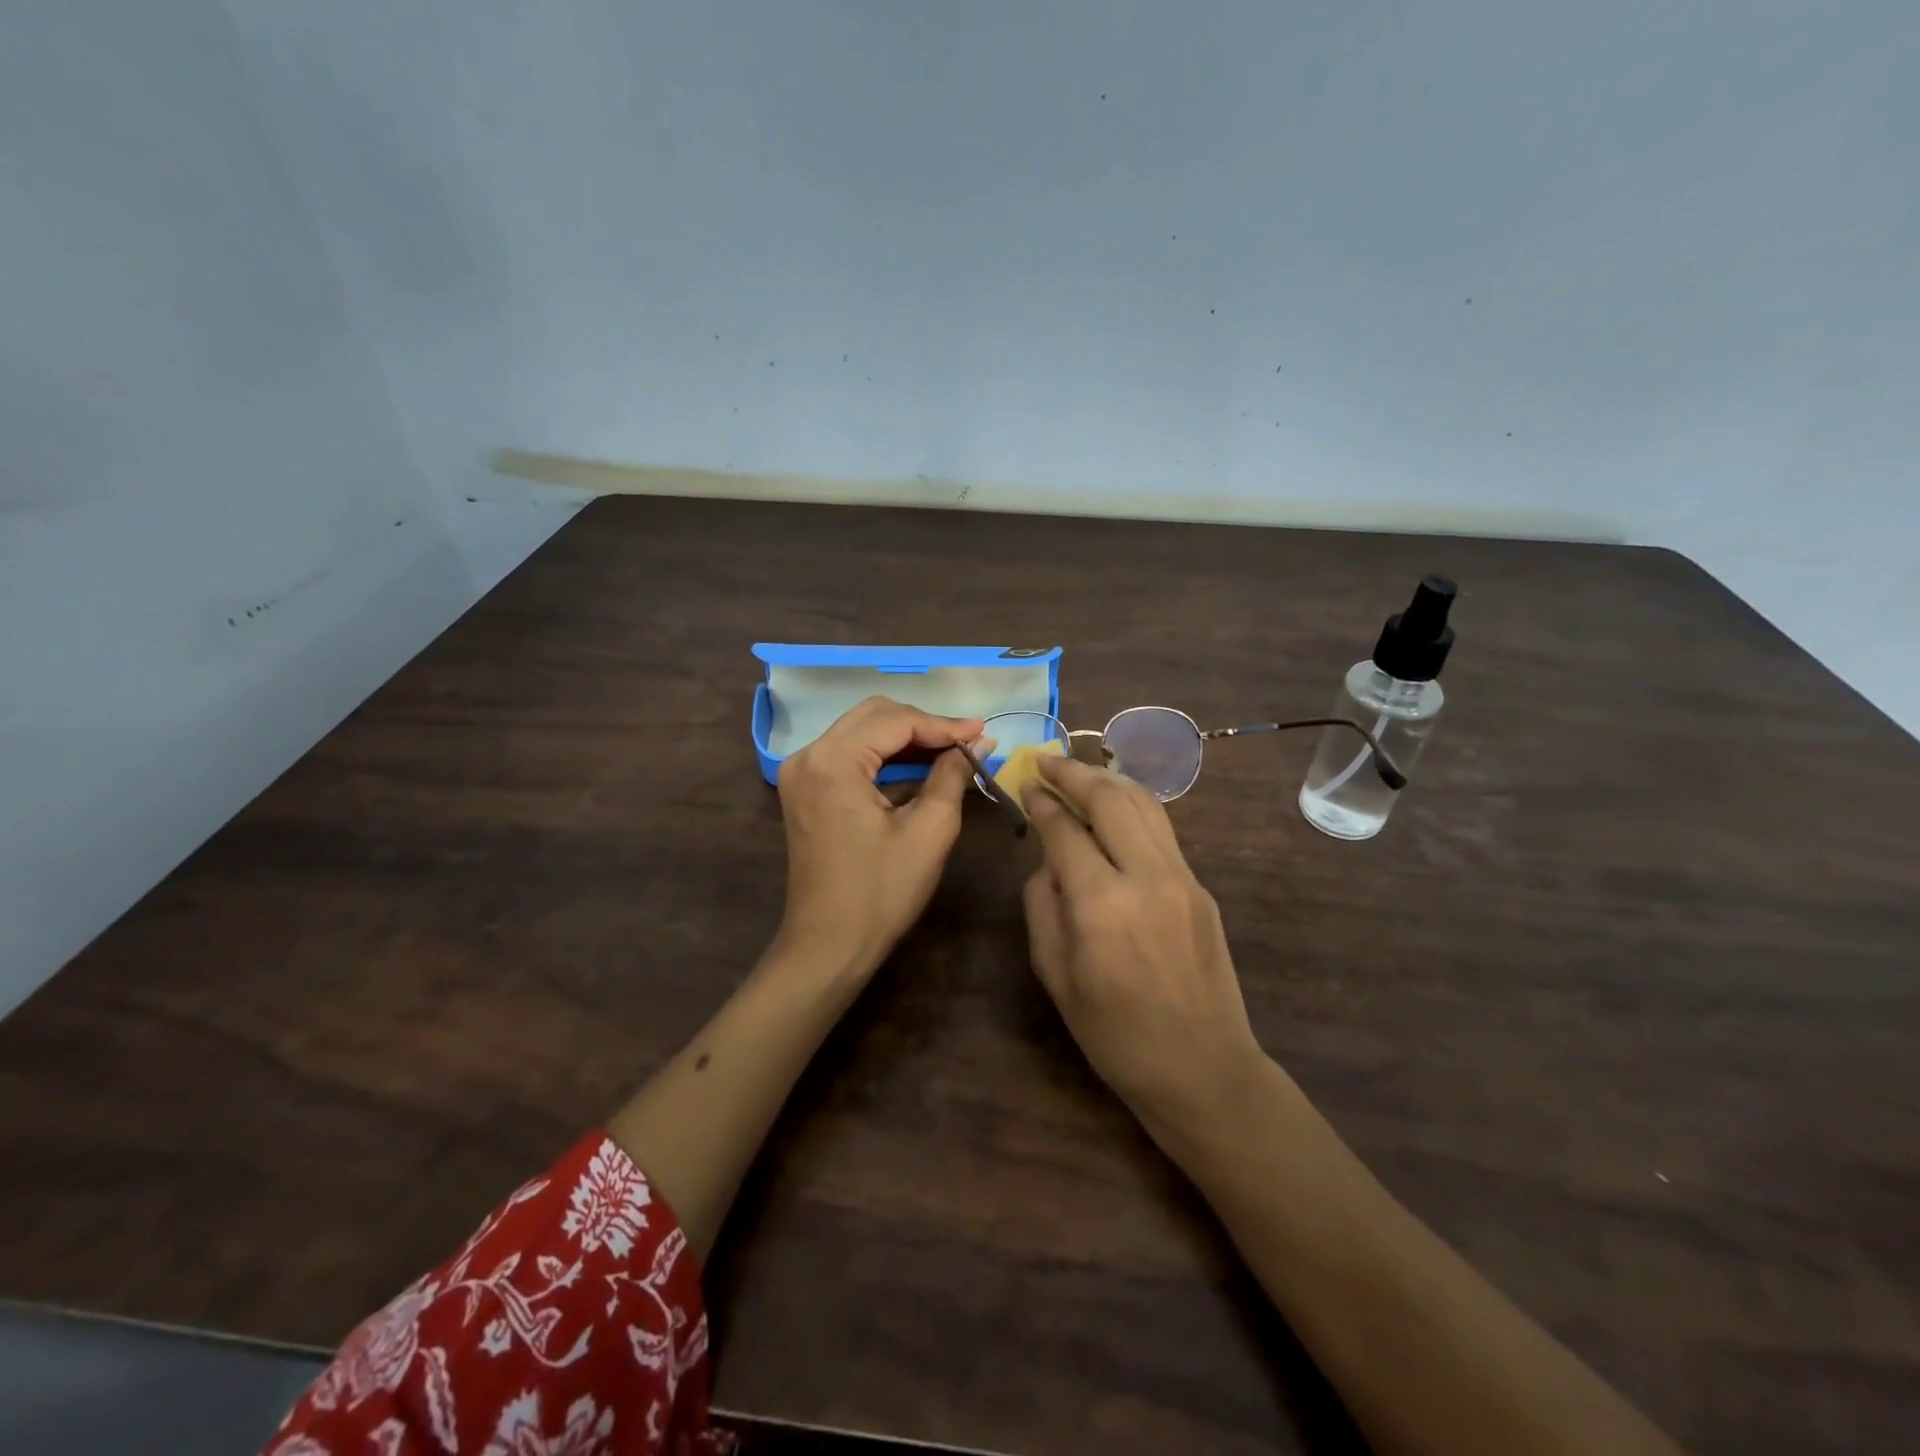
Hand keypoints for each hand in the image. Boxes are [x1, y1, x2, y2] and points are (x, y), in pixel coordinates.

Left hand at [773, 696, 989, 981]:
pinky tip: (919, 768)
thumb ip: (952, 775)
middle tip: (968, 741)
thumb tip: (979, 743)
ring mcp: (801, 773)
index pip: (896, 721)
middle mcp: (808, 756)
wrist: (828, 946)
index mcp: (833, 761)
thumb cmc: (881, 892)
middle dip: (924, 726)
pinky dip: (885, 758)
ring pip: (861, 733)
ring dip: (906, 740)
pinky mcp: (804, 790)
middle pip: (874, 716)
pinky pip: (849, 756)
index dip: (944, 725)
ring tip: (952, 752)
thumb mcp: (929, 830)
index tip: (984, 732)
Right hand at [1020, 754, 1264, 1128]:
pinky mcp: (1201, 887)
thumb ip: (1043, 907)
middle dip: (1073, 771)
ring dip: (1107, 779)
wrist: (1203, 1069)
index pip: (1064, 829)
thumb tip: (1047, 862)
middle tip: (1045, 760)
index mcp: (1101, 904)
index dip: (1041, 800)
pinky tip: (1114, 806)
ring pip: (1144, 803)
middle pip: (1109, 798)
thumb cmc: (1115, 1036)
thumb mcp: (1056, 977)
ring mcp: (1182, 877)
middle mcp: (1146, 876)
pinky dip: (1133, 805)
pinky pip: (1162, 829)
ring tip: (1078, 770)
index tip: (1024, 783)